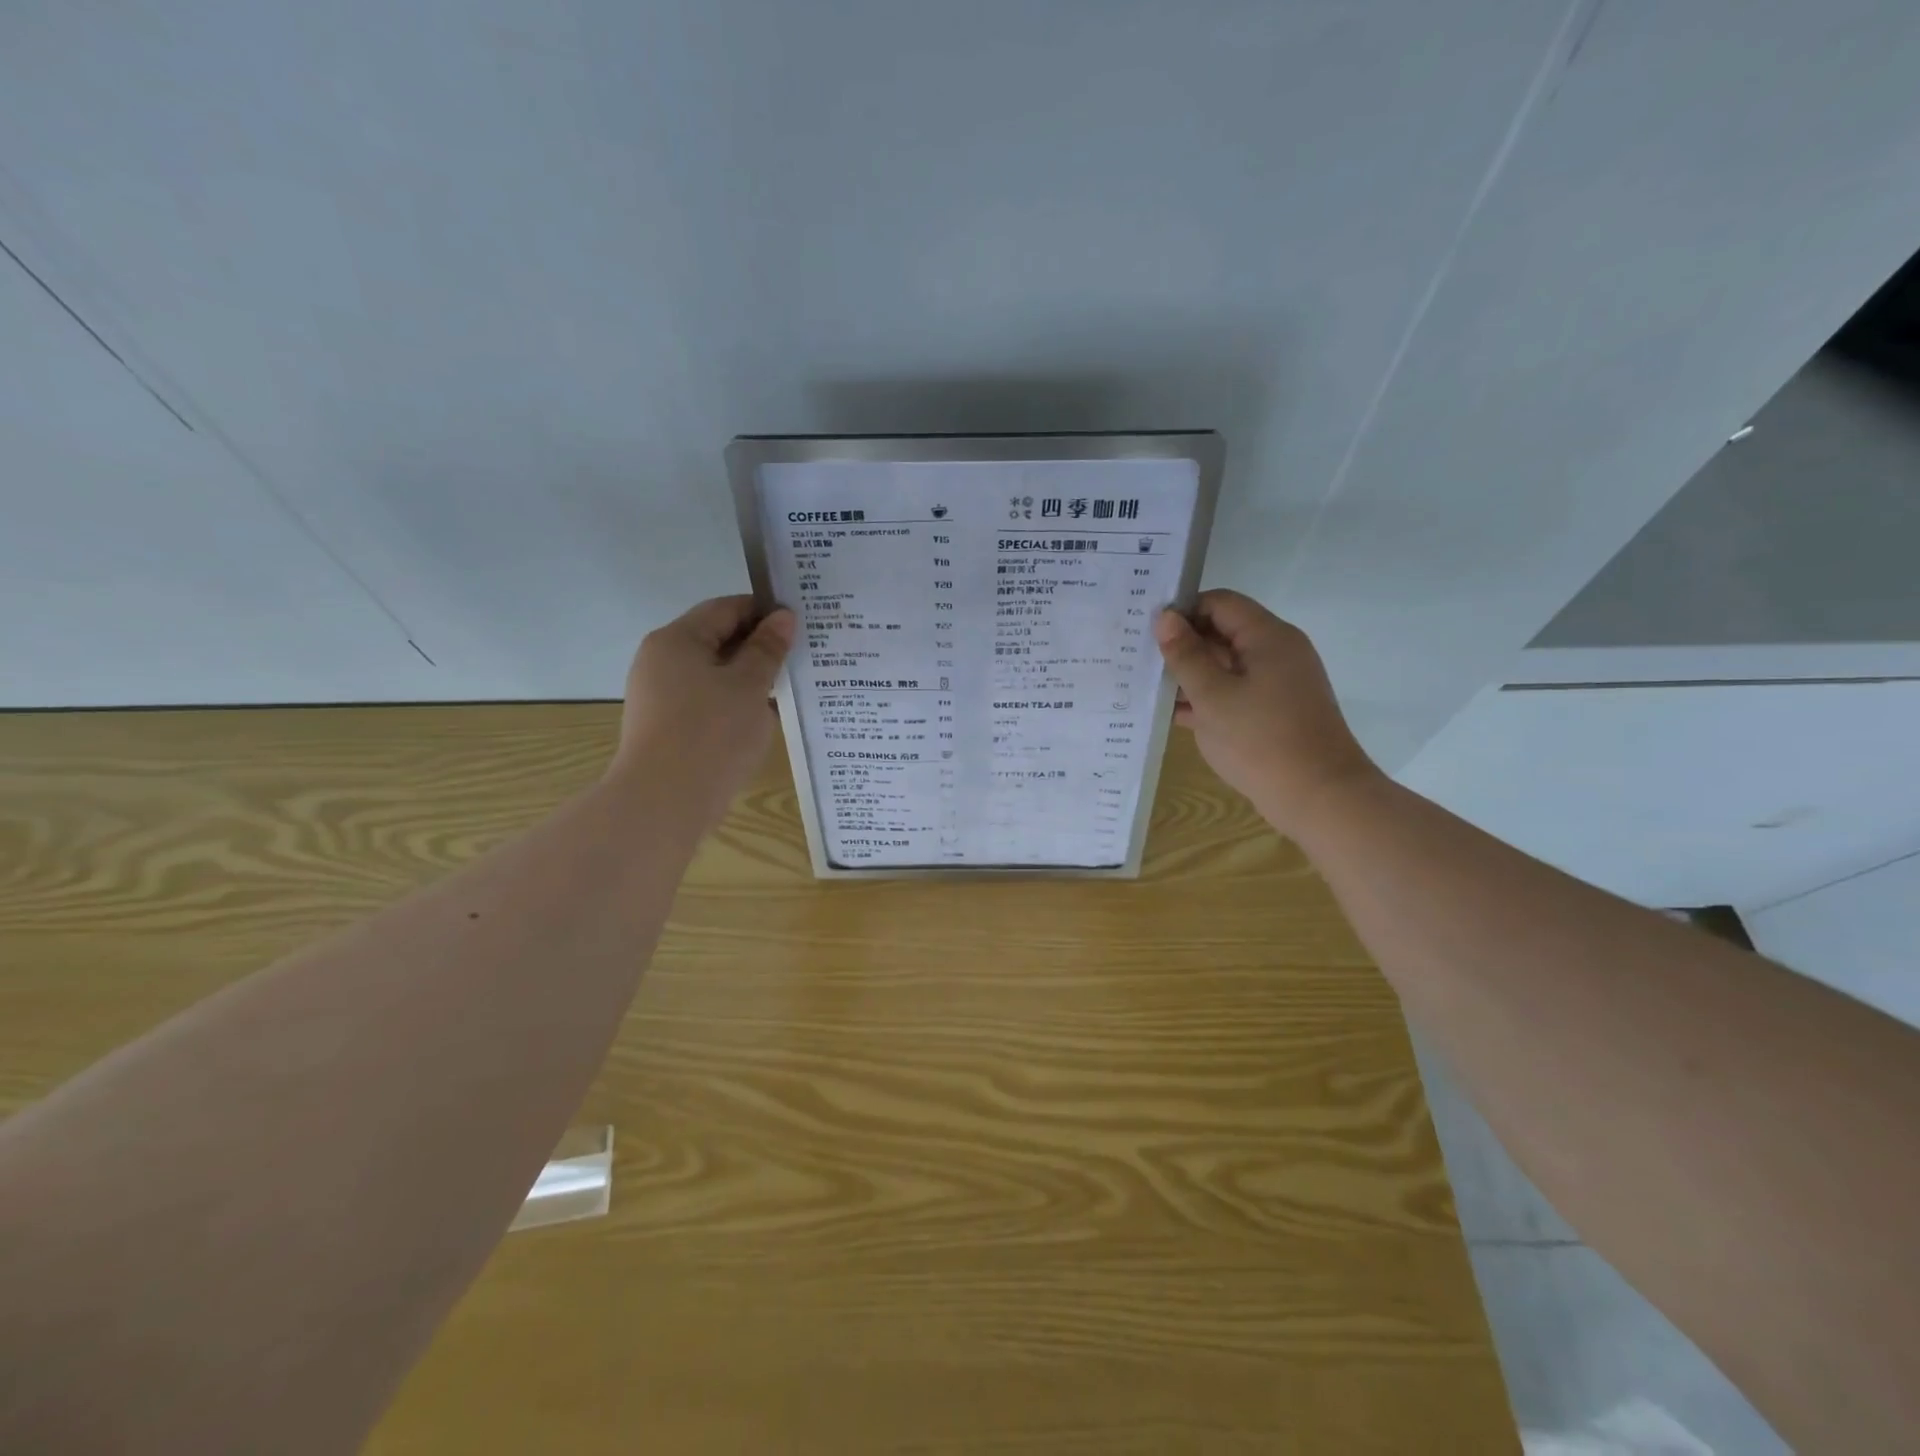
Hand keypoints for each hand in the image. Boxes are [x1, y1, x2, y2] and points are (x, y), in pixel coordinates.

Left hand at [609, 594, 794, 831]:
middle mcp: (662, 661)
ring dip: (750, 678)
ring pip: (714, 674)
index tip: (801, 623)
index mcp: (677, 640)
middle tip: (803, 655)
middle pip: (717, 639)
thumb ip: (767, 649)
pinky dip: (735, 703)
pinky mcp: (667, 726)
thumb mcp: (749, 686)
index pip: (725, 608)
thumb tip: (783, 617)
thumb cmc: (711, 734)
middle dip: (760, 646)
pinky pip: (707, 702)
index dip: (765, 611)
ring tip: (790, 687)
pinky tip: (764, 717)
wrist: (663, 804)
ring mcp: (661, 696)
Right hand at [1154, 589, 1380, 835]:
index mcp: (1268, 637)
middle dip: (1183, 644)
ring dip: (1190, 675)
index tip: (1148, 631)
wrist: (1318, 797)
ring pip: (1225, 666)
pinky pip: (1234, 693)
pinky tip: (1172, 713)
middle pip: (1223, 632)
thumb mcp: (1212, 696)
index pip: (1219, 603)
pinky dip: (1206, 698)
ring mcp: (1277, 684)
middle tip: (1139, 658)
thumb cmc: (1261, 740)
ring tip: (1146, 686)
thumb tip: (1166, 617)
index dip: (1183, 611)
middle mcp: (1276, 652)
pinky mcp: (1273, 712)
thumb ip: (1186, 655)